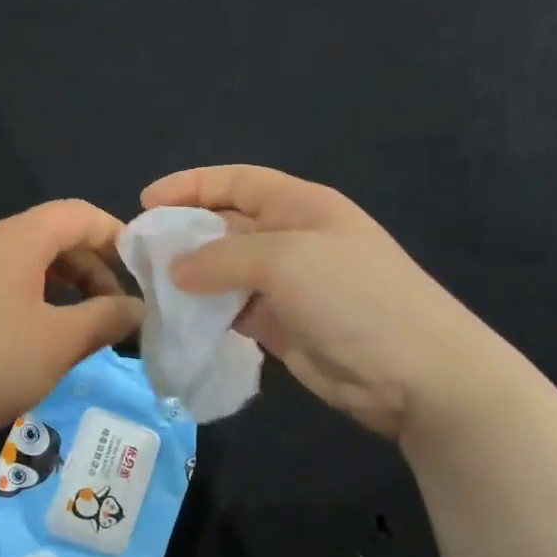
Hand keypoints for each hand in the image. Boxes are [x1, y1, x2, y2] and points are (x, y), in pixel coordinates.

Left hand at [0, 201, 143, 450]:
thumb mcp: (57, 343)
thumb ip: (105, 319)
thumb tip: (137, 309)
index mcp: (16, 239)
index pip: (78, 214)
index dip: (116, 236)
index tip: (142, 274)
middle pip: (49, 238)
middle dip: (90, 269)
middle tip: (112, 312)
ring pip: (20, 266)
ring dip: (57, 291)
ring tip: (74, 331)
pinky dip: (24, 304)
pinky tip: (24, 345)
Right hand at [141, 165, 517, 440]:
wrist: (417, 374)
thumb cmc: (355, 297)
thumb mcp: (286, 260)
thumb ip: (222, 258)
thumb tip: (175, 270)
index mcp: (300, 206)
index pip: (237, 182)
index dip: (191, 186)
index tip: (146, 201)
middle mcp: (291, 239)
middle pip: (226, 226)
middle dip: (184, 234)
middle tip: (139, 253)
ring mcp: (288, 286)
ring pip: (225, 272)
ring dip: (191, 278)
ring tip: (151, 288)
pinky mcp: (282, 326)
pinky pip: (233, 310)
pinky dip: (207, 313)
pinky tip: (181, 320)